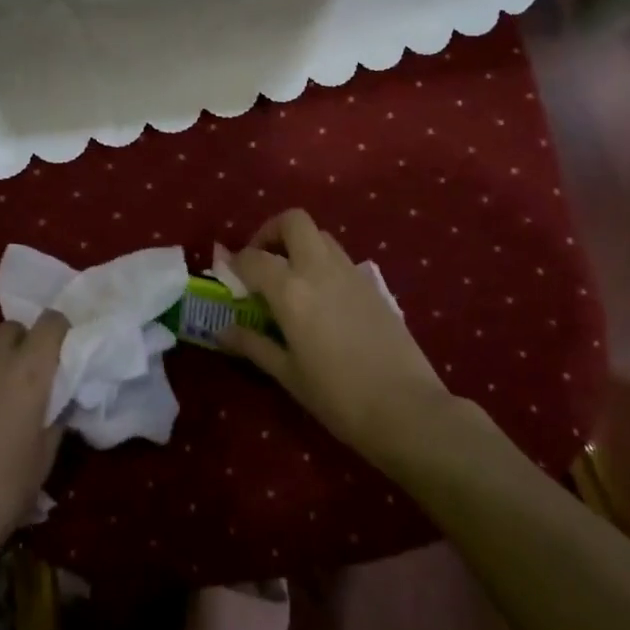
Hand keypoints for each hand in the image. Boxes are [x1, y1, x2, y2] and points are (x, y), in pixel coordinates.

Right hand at [221, 209, 453, 468]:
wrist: (407, 408)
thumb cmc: (338, 397)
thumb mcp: (288, 374)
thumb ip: (253, 344)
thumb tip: (223, 330)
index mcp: (291, 290)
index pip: (253, 258)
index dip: (235, 263)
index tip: (229, 275)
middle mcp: (319, 268)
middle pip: (293, 221)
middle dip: (271, 231)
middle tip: (262, 259)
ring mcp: (350, 272)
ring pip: (319, 235)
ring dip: (299, 245)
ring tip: (290, 278)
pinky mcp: (372, 284)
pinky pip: (339, 257)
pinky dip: (322, 262)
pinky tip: (321, 298)